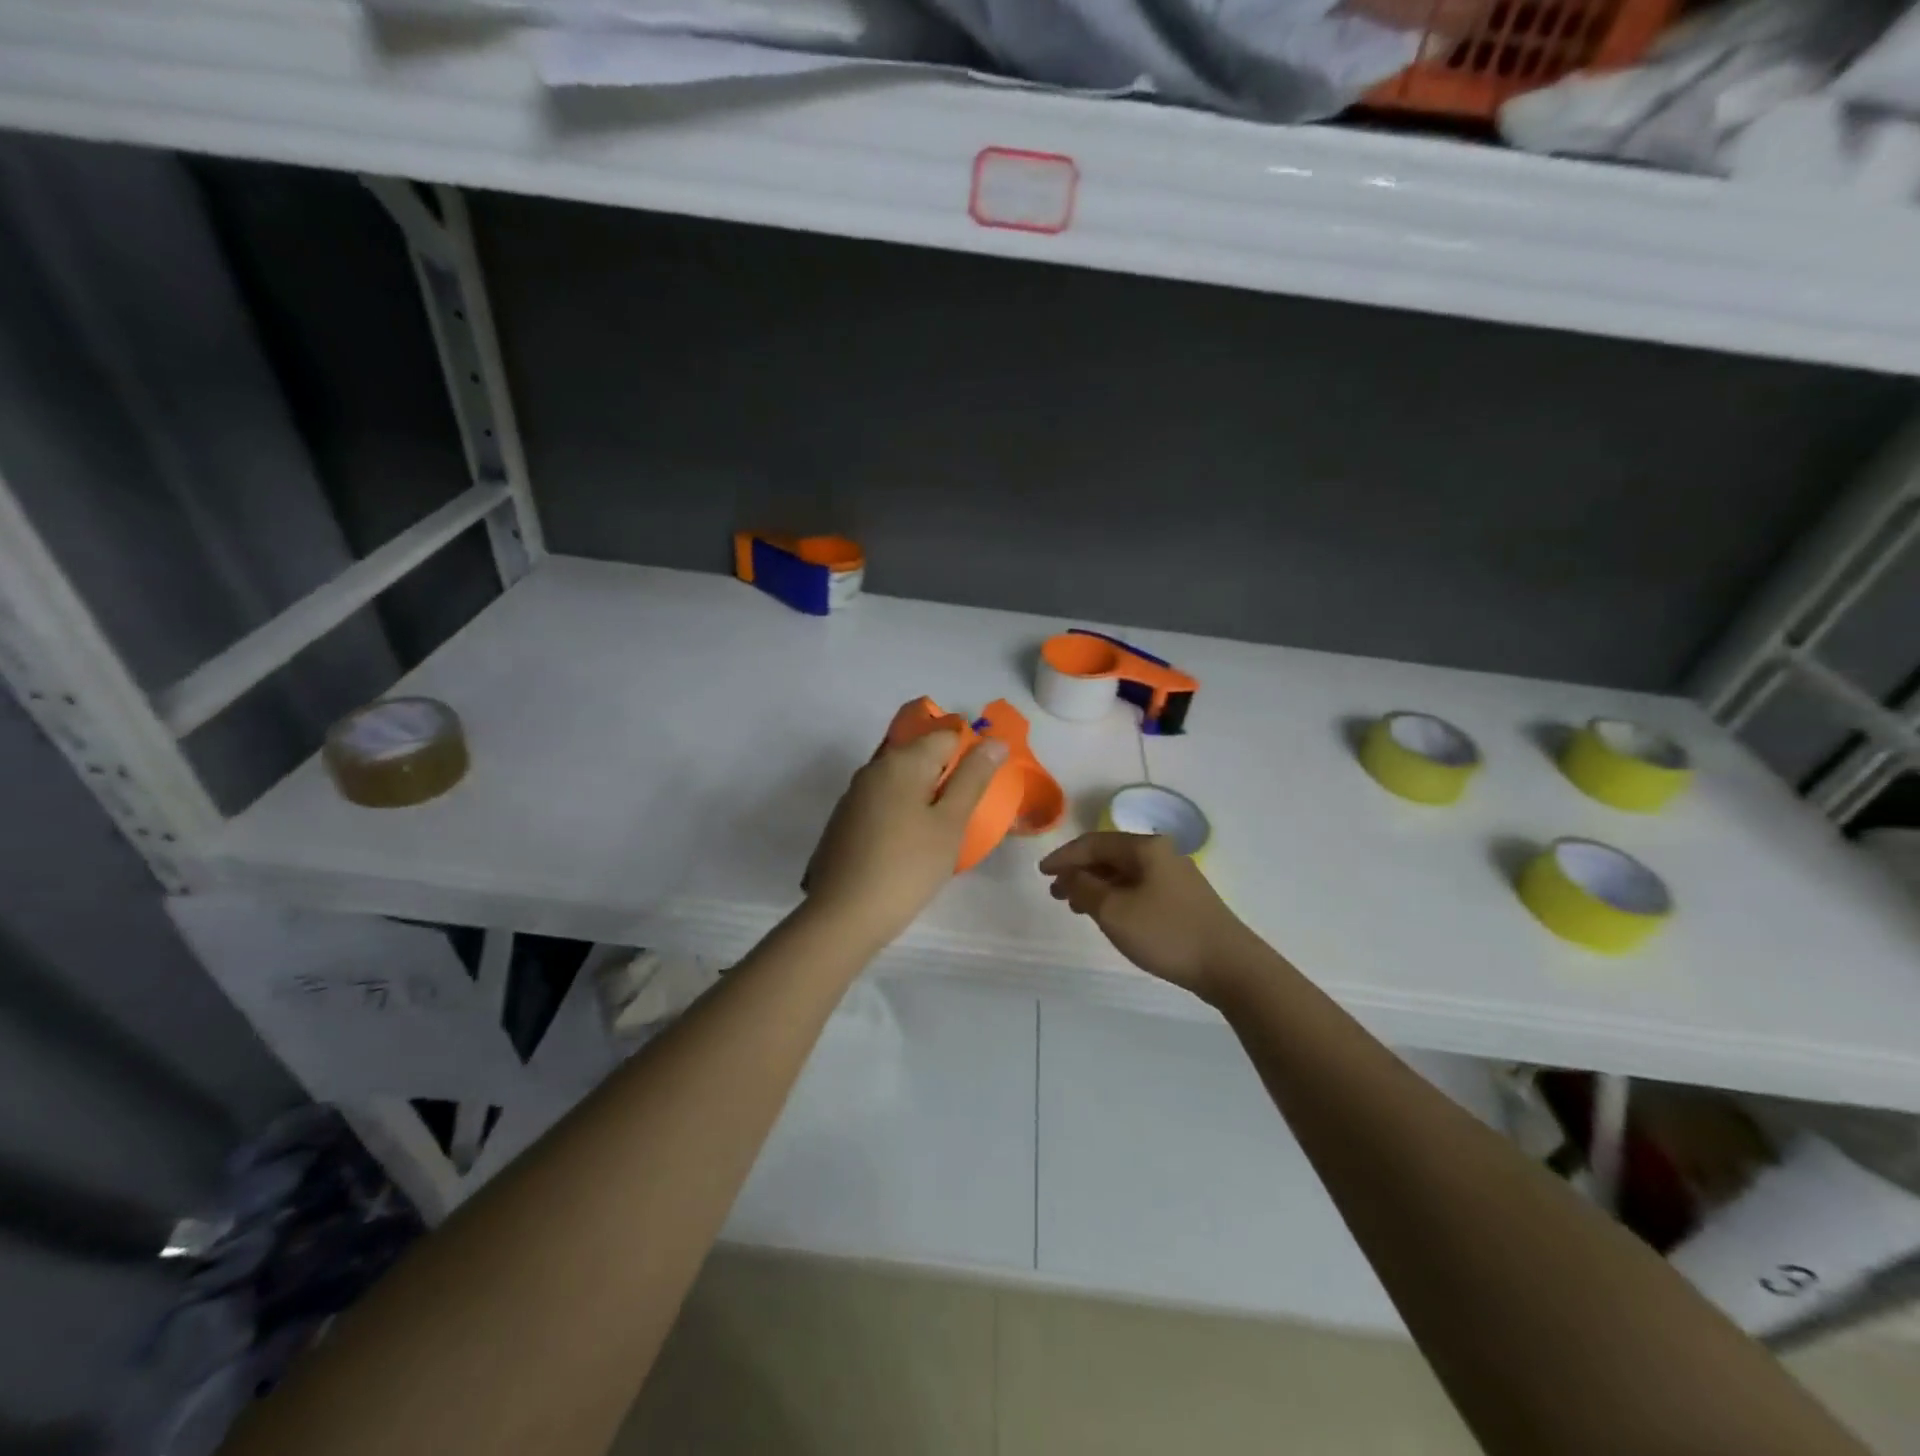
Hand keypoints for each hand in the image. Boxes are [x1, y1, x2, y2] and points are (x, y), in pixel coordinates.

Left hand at [803, 724, 1007, 951]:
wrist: (843, 916)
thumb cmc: (907, 867)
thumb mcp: (950, 823)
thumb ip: (973, 778)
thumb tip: (994, 741)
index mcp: (902, 761)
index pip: (945, 734)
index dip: (970, 751)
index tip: (983, 785)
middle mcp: (874, 768)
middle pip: (920, 754)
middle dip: (947, 773)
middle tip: (967, 810)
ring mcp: (855, 794)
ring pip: (900, 779)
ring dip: (925, 794)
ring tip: (944, 828)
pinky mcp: (845, 820)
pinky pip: (883, 800)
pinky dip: (903, 810)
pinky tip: (912, 842)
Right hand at [1039, 832, 1266, 1002]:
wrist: (1229, 965)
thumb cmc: (1166, 933)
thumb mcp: (1114, 911)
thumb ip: (1084, 888)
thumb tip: (1070, 874)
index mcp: (1145, 848)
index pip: (1094, 843)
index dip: (1065, 856)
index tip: (1041, 873)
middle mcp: (1161, 854)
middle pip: (1110, 855)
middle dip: (1079, 871)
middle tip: (1056, 892)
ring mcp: (1175, 876)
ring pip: (1125, 874)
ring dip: (1096, 886)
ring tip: (1075, 906)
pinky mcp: (1183, 899)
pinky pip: (1139, 888)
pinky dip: (1116, 896)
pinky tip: (1108, 915)